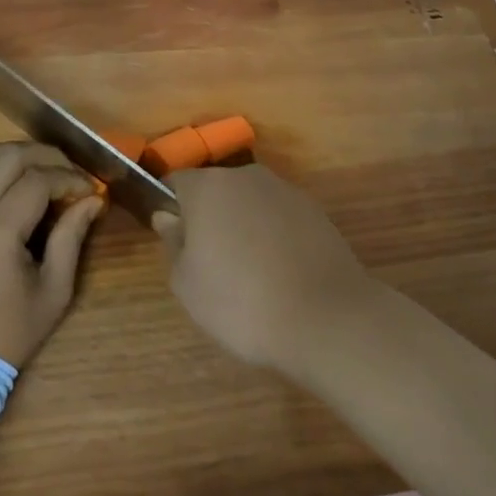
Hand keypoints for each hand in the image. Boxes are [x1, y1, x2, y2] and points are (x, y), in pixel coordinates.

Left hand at [0, 142, 103, 368]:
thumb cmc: (8, 335)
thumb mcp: (53, 293)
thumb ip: (72, 238)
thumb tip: (93, 200)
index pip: (37, 181)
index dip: (69, 178)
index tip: (91, 190)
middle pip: (8, 156)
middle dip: (46, 156)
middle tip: (73, 173)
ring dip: (21, 156)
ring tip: (50, 172)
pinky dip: (1, 170)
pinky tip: (23, 187)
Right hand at [152, 163, 376, 376]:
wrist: (327, 319)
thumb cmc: (241, 301)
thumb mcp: (187, 284)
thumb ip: (173, 243)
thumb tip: (168, 217)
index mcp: (207, 186)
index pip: (176, 183)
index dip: (171, 208)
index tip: (175, 241)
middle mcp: (245, 176)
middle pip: (215, 190)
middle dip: (209, 217)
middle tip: (210, 262)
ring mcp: (285, 191)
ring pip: (250, 202)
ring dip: (244, 225)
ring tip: (251, 273)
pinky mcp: (316, 211)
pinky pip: (280, 218)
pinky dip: (274, 236)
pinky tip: (281, 274)